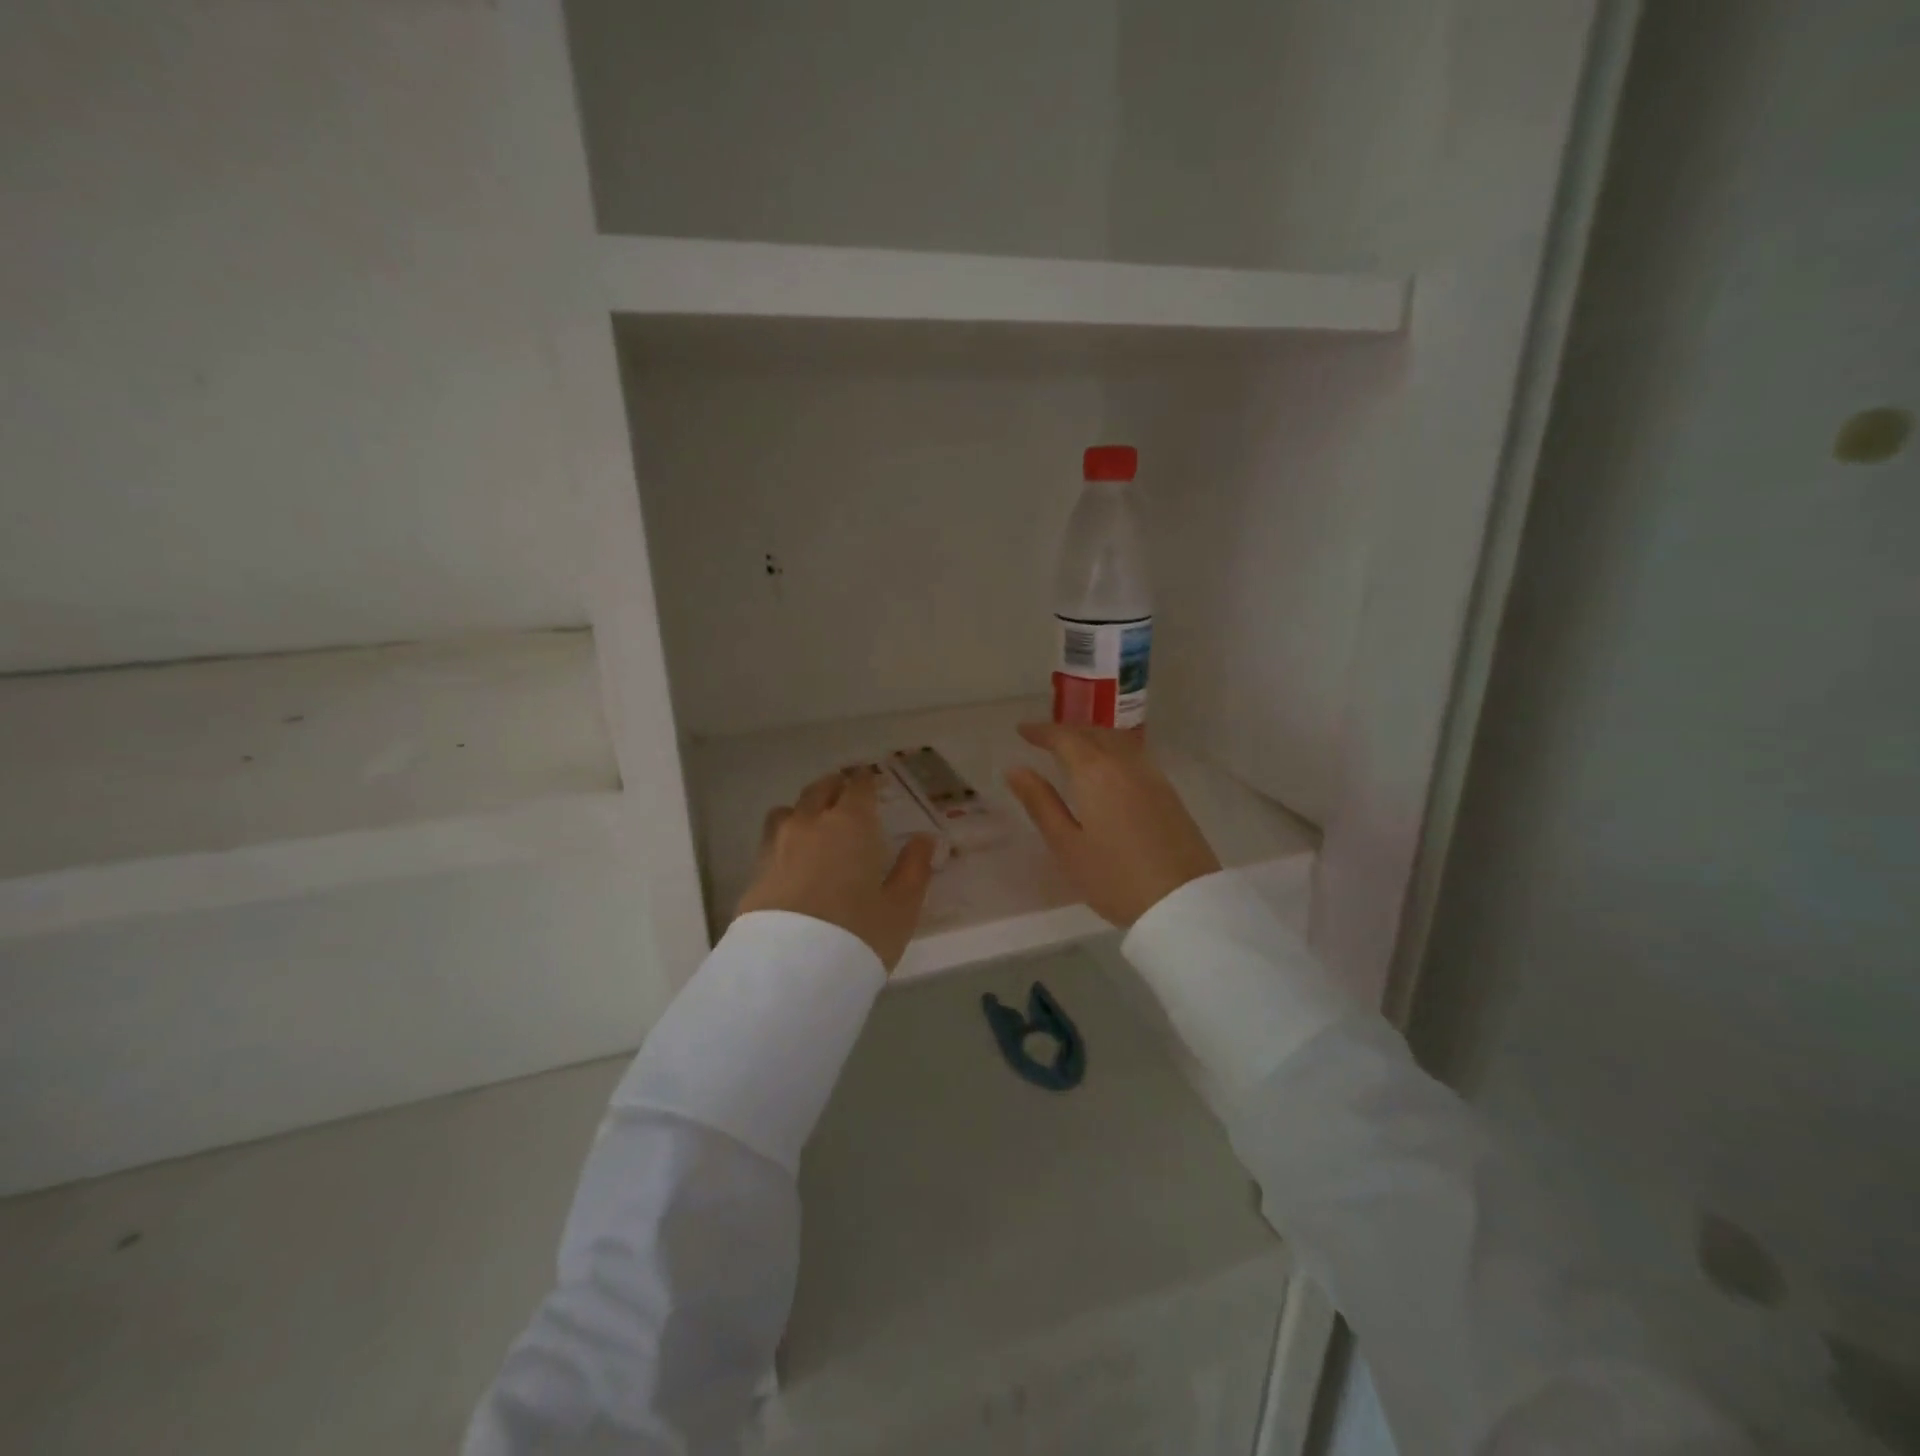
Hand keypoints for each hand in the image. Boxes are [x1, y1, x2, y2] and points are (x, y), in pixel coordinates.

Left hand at [737, 767, 937, 970]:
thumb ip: (914, 868)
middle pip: (820, 790)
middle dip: (835, 787)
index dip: (866, 781)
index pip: (858, 786)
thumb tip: (924, 839)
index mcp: (851, 824)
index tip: (872, 782)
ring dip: (804, 809)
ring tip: (815, 823)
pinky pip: (771, 840)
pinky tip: (793, 858)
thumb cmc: (858, 933)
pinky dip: (785, 838)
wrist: (790, 971)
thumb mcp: (901, 907)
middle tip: (847, 794)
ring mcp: (777, 846)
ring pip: (788, 810)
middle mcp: (810, 824)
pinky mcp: (756, 872)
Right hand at [1004, 723, 1220, 926]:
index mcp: (1095, 772)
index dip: (1041, 732)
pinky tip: (1107, 772)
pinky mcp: (1169, 794)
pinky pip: (1135, 757)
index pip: (1065, 738)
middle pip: (1095, 733)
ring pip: (1118, 742)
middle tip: (1045, 740)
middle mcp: (1125, 764)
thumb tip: (1016, 770)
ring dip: (1093, 738)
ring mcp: (1152, 777)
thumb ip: (1041, 803)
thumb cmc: (1115, 878)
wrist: (1183, 903)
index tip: (1022, 731)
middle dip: (1068, 731)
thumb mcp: (1067, 845)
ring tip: (1074, 752)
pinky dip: (1113, 752)